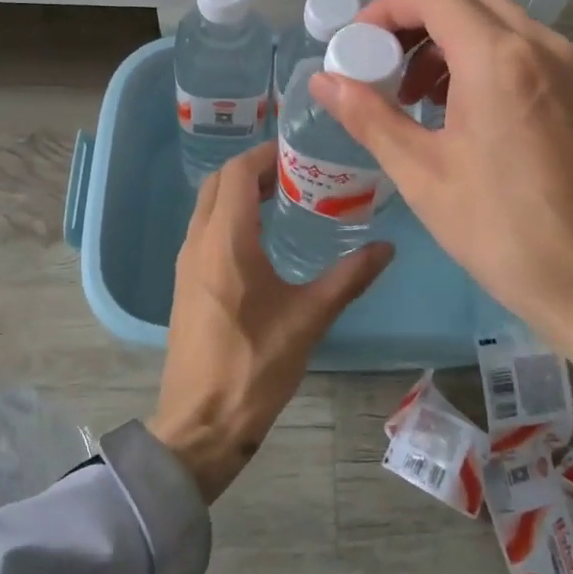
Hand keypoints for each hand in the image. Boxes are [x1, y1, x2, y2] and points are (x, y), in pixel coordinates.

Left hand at [150, 142, 392, 502]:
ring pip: (208, 206)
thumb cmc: (255, 366)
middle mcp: (198, 242)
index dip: (266, 154)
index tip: (299, 150)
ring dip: (239, 192)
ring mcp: (186, 263)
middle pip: (219, 183)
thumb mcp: (309, 319)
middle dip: (253, 168)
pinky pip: (204, 230)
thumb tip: (387, 247)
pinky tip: (261, 238)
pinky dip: (229, 216)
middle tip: (297, 171)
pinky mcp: (185, 283)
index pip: (238, 172)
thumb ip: (349, 278)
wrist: (201, 423)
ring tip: (284, 197)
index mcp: (226, 241)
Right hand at [310, 0, 572, 496]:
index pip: (434, 0)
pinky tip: (463, 110)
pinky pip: (525, 49)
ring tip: (417, 93)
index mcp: (499, 61)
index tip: (355, 42)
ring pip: (500, 21)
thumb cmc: (502, 233)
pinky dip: (484, 56)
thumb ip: (369, 116)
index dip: (386, 10)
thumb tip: (323, 79)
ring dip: (450, 38)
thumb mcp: (422, 174)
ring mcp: (571, 67)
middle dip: (417, 19)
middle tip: (382, 61)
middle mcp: (542, 47)